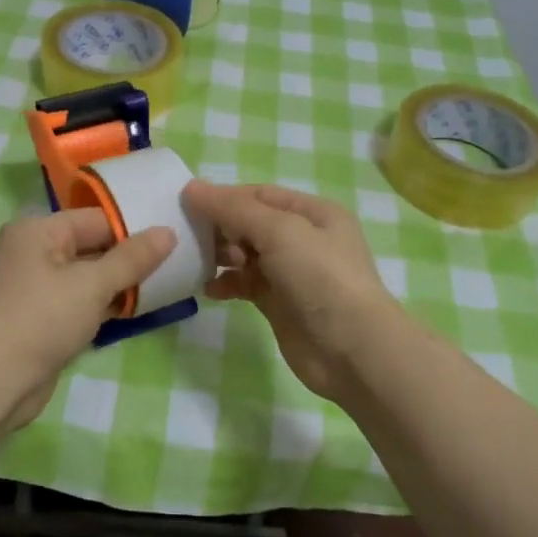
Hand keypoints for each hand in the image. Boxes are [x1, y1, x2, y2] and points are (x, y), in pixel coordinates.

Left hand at [0, 208, 173, 424]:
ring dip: (121, 285)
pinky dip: (105, 306)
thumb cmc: (41, 320)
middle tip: (177, 264)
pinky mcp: (42, 317)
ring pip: (89, 277)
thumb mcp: (92, 285)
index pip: (96, 219)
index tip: (174, 240)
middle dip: (130, 259)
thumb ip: (132, 259)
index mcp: (38, 231)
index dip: (134, 229)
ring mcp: (36, 287)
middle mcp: (33, 252)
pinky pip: (80, 302)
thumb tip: (168, 232)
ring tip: (166, 286)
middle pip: (92, 246)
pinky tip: (137, 311)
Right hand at [182, 181, 403, 401]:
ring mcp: (292, 273)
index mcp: (313, 213)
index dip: (225, 196)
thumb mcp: (279, 231)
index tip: (187, 203)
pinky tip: (209, 290)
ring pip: (246, 255)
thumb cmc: (319, 277)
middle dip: (220, 227)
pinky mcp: (280, 303)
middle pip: (251, 224)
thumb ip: (233, 209)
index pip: (260, 195)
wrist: (350, 348)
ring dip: (220, 256)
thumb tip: (192, 188)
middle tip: (188, 235)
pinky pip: (246, 284)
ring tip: (197, 261)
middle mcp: (304, 239)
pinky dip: (227, 284)